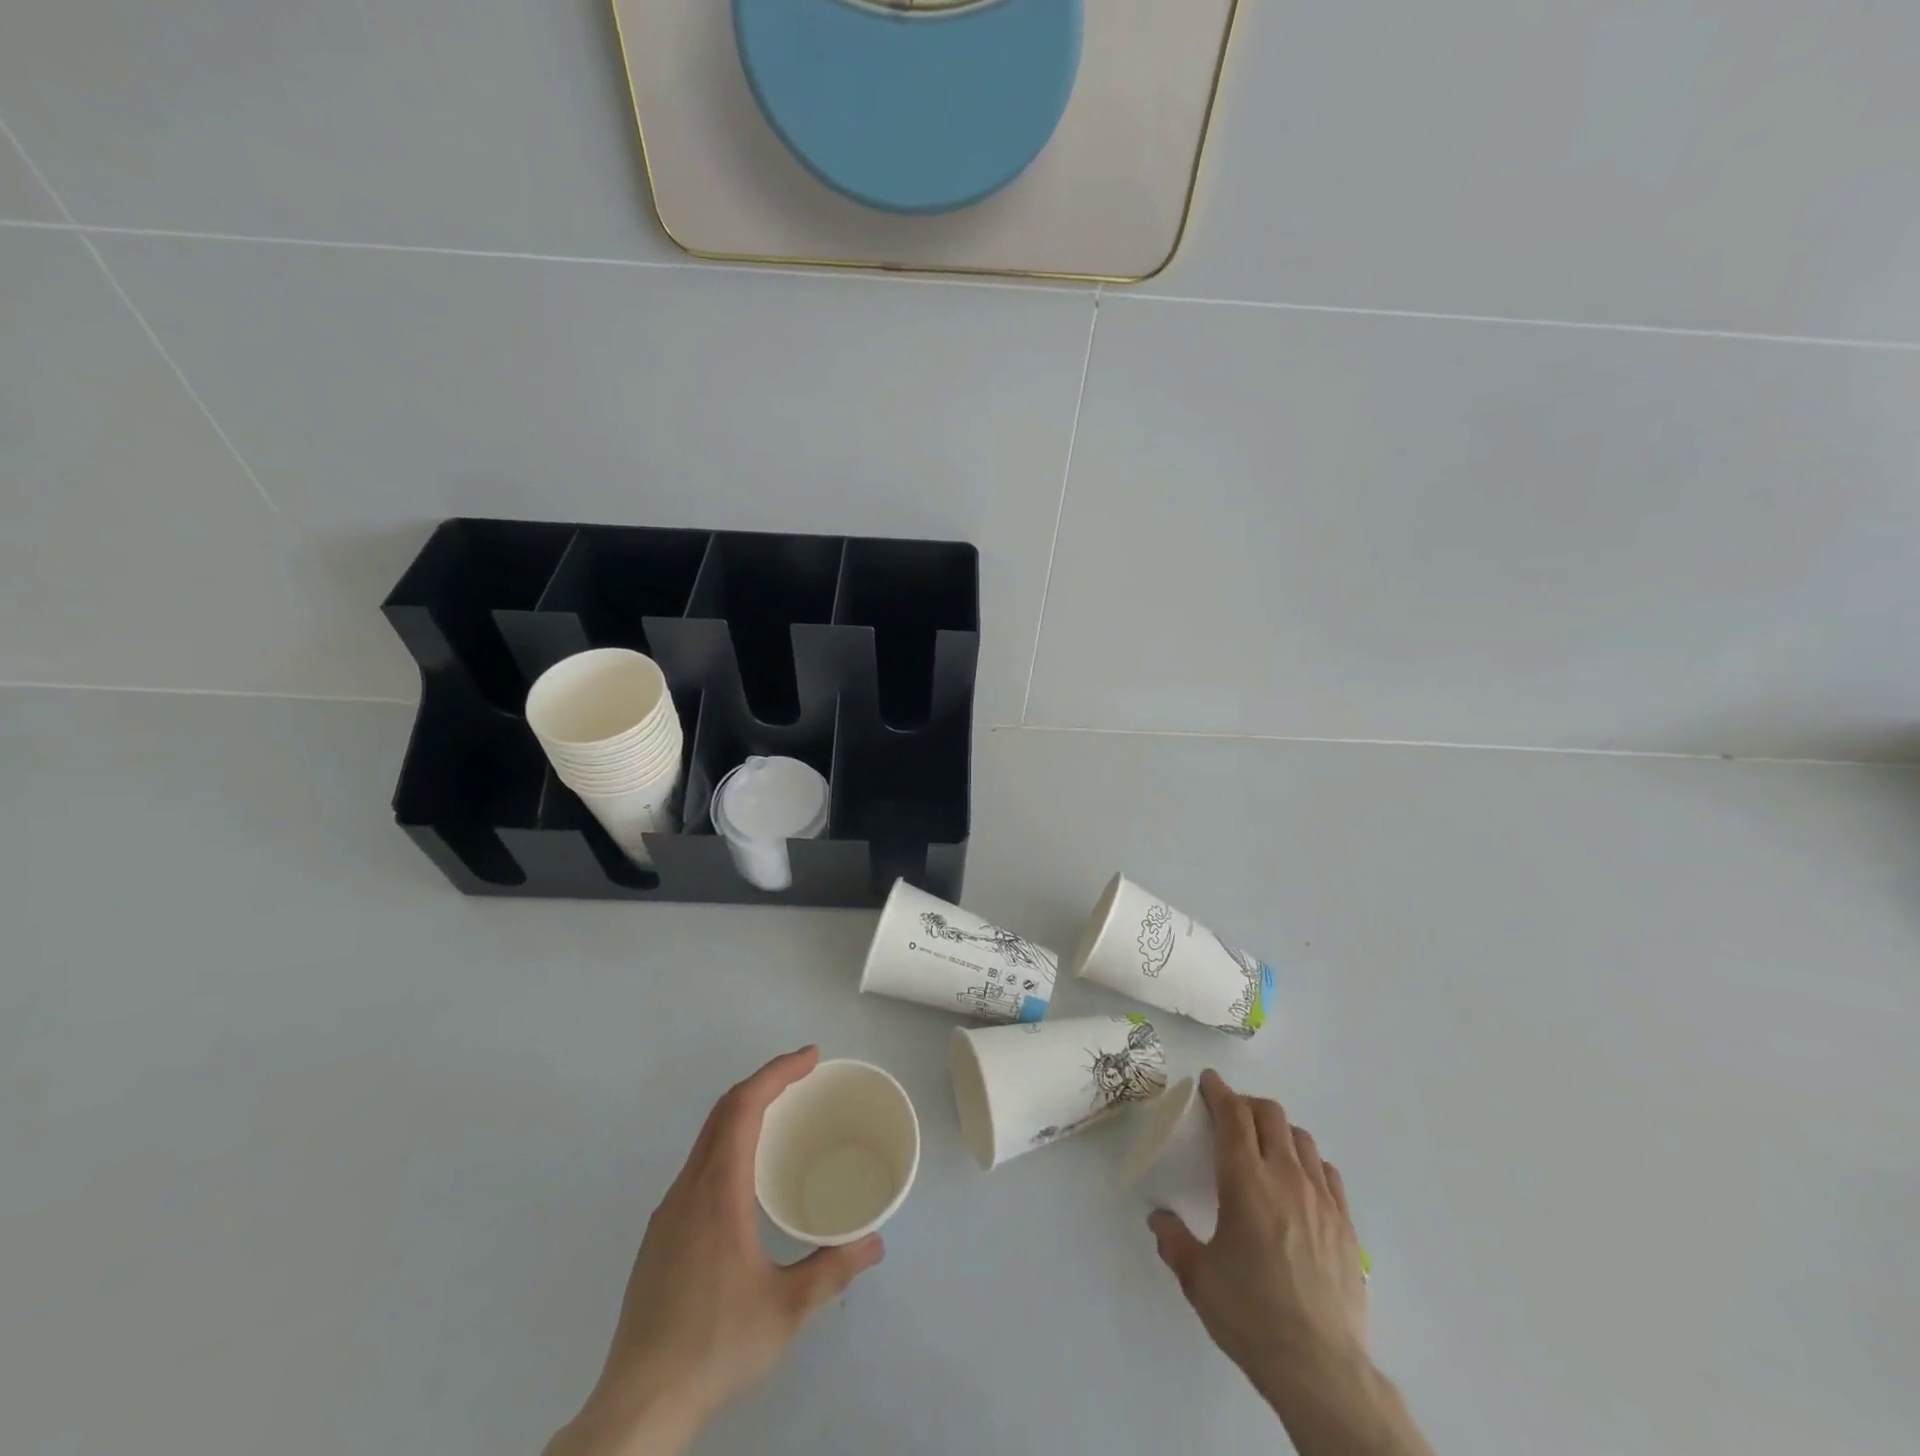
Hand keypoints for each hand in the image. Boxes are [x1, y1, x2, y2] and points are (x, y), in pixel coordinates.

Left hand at [546, 1047, 884, 1455]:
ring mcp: (668, 1213)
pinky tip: (747, 1180)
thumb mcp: (787, 1309)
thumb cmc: (715, 1345)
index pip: (744, 1106)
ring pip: (706, 1139)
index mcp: (717, 1190)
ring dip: (744, 1113)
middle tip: (804, 1077)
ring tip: (782, 1120)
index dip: (778, 1072)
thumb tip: (875, 1243)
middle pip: (723, 1112)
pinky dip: (728, 1145)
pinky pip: (698, 1167)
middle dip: (764, 1083)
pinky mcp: (659, 1238)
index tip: (811, 1057)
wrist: (637, 1407)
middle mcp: (688, 1189)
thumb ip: (833, 1269)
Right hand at [1148, 1070, 1431, 1455]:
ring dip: (1278, 1129)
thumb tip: (1158, 1218)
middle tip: (1230, 1114)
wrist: (1321, 1369)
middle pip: (1270, 1115)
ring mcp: (1321, 1200)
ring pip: (1301, 1138)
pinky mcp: (1345, 1225)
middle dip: (1247, 1104)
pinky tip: (1299, 1179)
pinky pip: (1327, 1172)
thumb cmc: (1251, 1316)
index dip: (1219, 1092)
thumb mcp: (1198, 1279)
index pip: (1233, 1116)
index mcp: (1245, 1182)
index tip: (1208, 1081)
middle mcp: (1285, 1178)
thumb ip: (1173, 1240)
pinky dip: (1308, 1161)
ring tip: (1264, 1144)